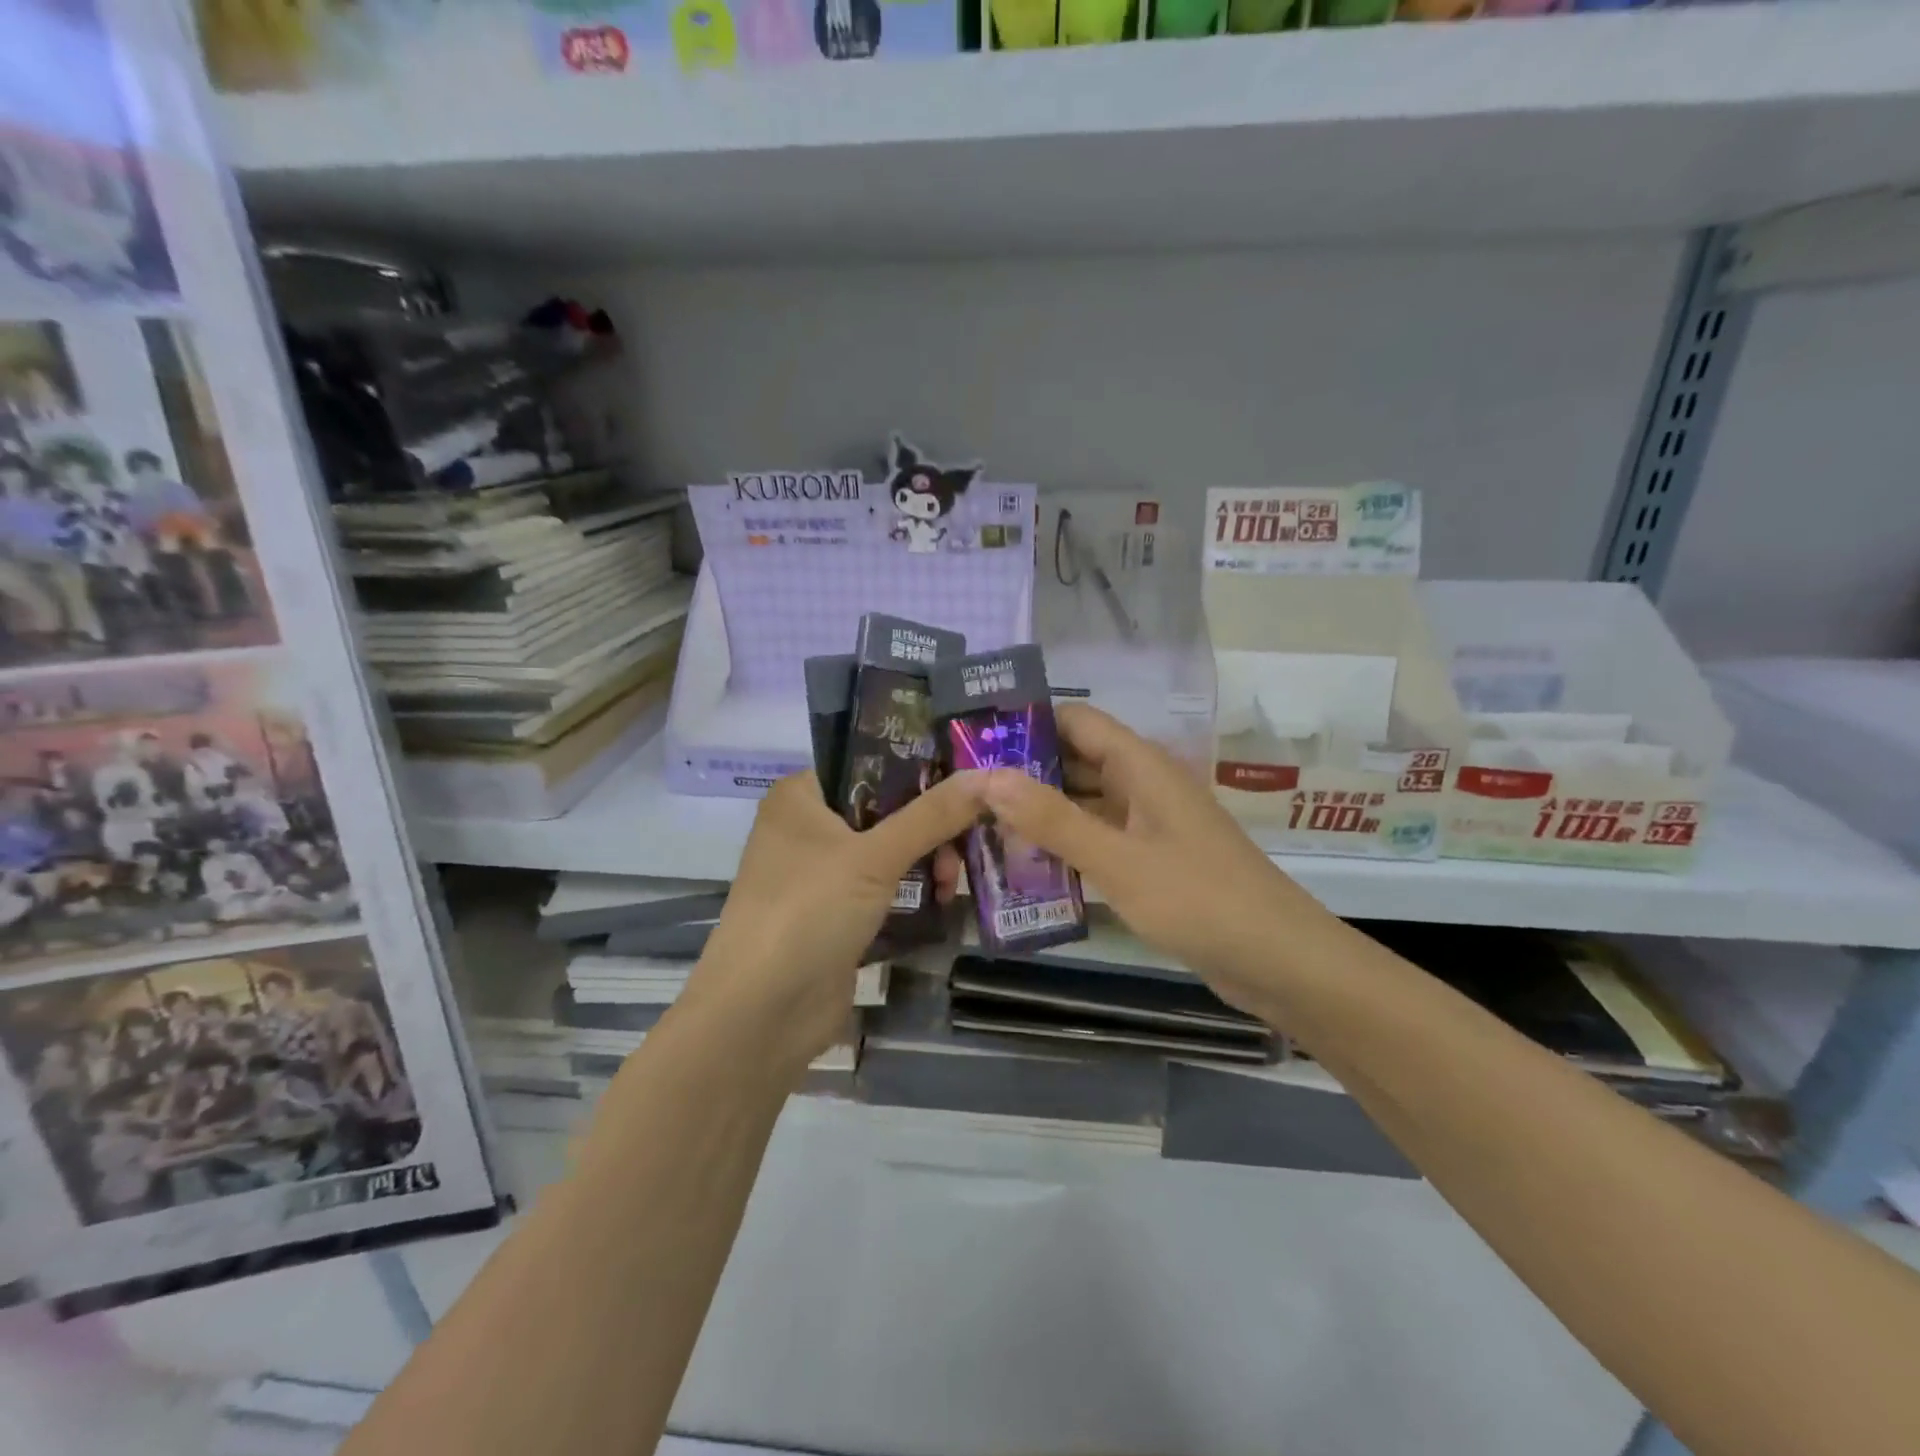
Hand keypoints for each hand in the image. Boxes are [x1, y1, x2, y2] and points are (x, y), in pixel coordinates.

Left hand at [683, 769, 984, 1077]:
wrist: (762, 1014)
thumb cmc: (808, 912)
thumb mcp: (874, 856)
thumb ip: (932, 815)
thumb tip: (990, 775)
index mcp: (802, 797)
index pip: (868, 763)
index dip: (920, 768)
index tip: (969, 777)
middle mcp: (808, 828)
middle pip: (885, 809)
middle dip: (930, 827)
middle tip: (964, 845)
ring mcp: (821, 875)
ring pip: (889, 851)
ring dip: (926, 862)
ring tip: (952, 884)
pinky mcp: (837, 915)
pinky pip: (885, 889)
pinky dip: (914, 893)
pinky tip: (944, 902)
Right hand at [981, 704, 1334, 1017]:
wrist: (1280, 961)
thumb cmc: (1198, 899)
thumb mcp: (1116, 859)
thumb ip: (1052, 818)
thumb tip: (987, 776)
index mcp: (1141, 764)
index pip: (1074, 720)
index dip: (1026, 723)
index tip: (974, 742)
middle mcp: (1145, 783)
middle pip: (1076, 759)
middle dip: (1025, 771)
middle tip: (965, 791)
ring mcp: (1150, 822)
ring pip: (1086, 801)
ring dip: (1042, 810)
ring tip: (982, 826)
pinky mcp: (1154, 858)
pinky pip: (1101, 836)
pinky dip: (1067, 843)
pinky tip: (1028, 863)